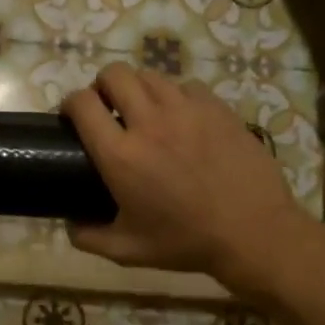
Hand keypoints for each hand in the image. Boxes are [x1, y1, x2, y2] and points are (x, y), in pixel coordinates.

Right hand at [62, 64, 309, 290]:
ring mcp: (187, 110)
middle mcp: (149, 122)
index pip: (82, 104)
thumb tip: (70, 225)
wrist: (254, 233)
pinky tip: (182, 118)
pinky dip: (176, 96)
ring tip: (144, 110)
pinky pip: (187, 86)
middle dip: (102, 85)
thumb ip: (89, 238)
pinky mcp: (216, 108)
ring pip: (150, 75)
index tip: (72, 115)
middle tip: (107, 107)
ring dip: (138, 88)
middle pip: (114, 74)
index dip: (70, 103)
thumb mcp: (129, 251)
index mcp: (121, 155)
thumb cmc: (186, 242)